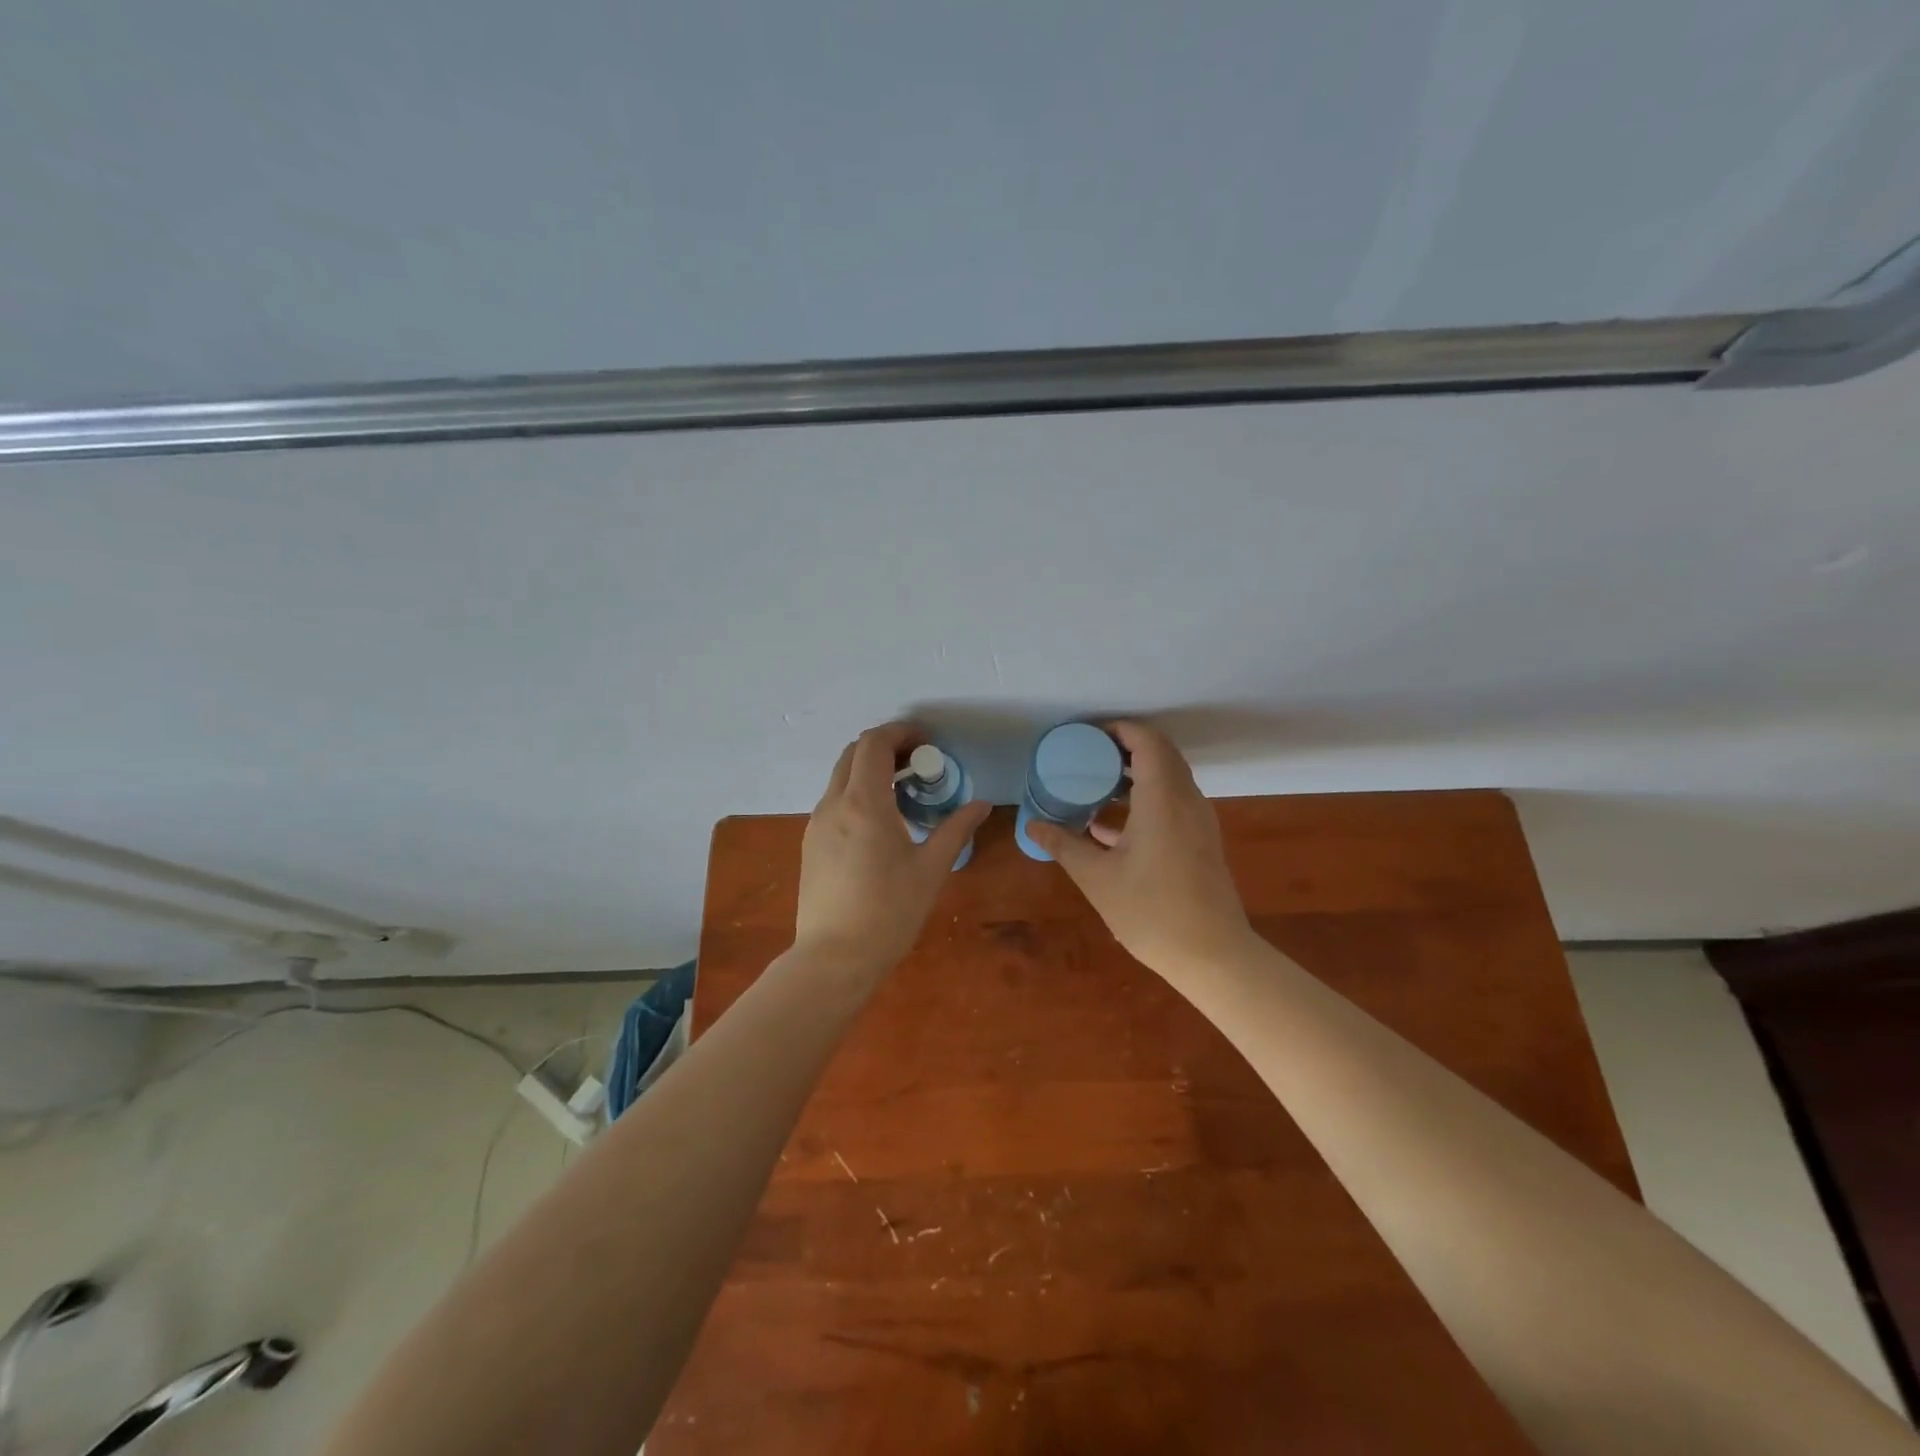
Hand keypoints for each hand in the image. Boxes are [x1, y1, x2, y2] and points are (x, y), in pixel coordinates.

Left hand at [793, 722, 990, 976]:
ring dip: (870, 770)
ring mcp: (816, 824)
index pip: (874, 744)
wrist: (834, 958)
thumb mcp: (931, 869)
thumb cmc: (889, 912)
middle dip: (885, 747)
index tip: (927, 743)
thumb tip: (982, 805)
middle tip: (918, 764)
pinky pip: (834, 801)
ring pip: (840, 776)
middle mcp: (834, 804)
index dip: (901, 733)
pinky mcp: (810, 843)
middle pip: (854, 753)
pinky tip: (880, 822)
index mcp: (864, 803)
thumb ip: (956, 829)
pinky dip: (857, 792)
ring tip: (903, 793)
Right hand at [1026, 721, 1256, 981]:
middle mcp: (1186, 800)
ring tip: (1094, 784)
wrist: (1213, 956)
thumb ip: (1064, 845)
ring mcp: (1198, 821)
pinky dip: (1145, 799)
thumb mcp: (1097, 878)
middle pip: (1160, 754)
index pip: (1148, 741)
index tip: (1086, 736)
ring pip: (1168, 778)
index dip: (1119, 729)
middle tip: (1086, 755)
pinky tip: (1108, 827)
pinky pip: (1172, 802)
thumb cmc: (1151, 912)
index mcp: (1163, 799)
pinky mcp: (1200, 841)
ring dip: (1135, 773)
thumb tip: (1033, 824)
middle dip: (1124, 747)